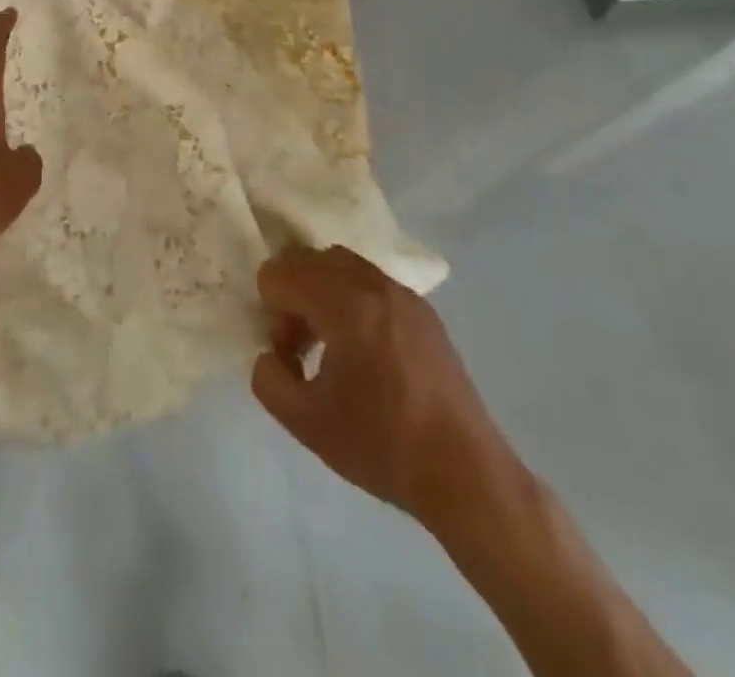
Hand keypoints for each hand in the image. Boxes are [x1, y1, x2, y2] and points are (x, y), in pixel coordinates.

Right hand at [252, 244, 514, 538]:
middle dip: (293, 296)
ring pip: (340, 266)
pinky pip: (370, 283)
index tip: (290, 356)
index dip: (272, 312)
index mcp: (344, 303)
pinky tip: (365, 354)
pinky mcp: (424, 312)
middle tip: (301, 348)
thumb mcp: (305, 422)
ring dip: (321, 294)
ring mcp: (403, 294)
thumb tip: (271, 355)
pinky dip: (351, 300)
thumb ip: (268, 378)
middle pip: (309, 259)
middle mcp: (373, 284)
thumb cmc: (382, 445)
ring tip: (330, 348)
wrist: (466, 475)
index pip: (280, 272)